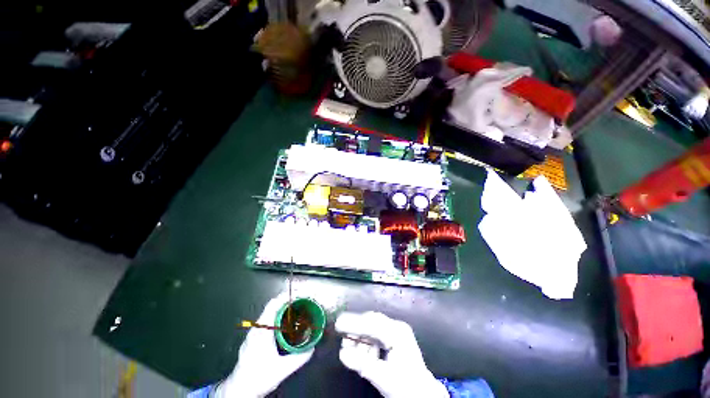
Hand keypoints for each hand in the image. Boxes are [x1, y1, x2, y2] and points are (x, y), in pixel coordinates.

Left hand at [215, 293, 313, 397]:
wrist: (238, 390)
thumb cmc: (258, 378)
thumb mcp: (282, 369)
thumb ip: (299, 357)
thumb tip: (312, 347)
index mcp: (262, 331)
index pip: (273, 305)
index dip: (286, 296)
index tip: (298, 293)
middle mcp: (256, 329)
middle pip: (272, 306)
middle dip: (287, 300)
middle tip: (300, 300)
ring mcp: (253, 333)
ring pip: (269, 313)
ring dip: (282, 308)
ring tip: (295, 309)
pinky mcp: (253, 338)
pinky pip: (267, 320)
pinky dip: (277, 316)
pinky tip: (285, 323)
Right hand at [335, 312, 447, 397]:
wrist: (423, 394)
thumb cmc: (407, 386)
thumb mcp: (384, 377)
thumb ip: (362, 364)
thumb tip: (343, 353)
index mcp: (397, 332)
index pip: (372, 324)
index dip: (354, 323)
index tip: (339, 323)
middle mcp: (397, 327)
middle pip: (371, 321)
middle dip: (356, 330)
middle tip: (343, 339)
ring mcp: (396, 332)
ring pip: (372, 328)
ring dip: (360, 338)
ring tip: (352, 350)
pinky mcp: (394, 339)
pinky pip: (375, 335)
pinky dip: (366, 343)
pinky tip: (363, 353)